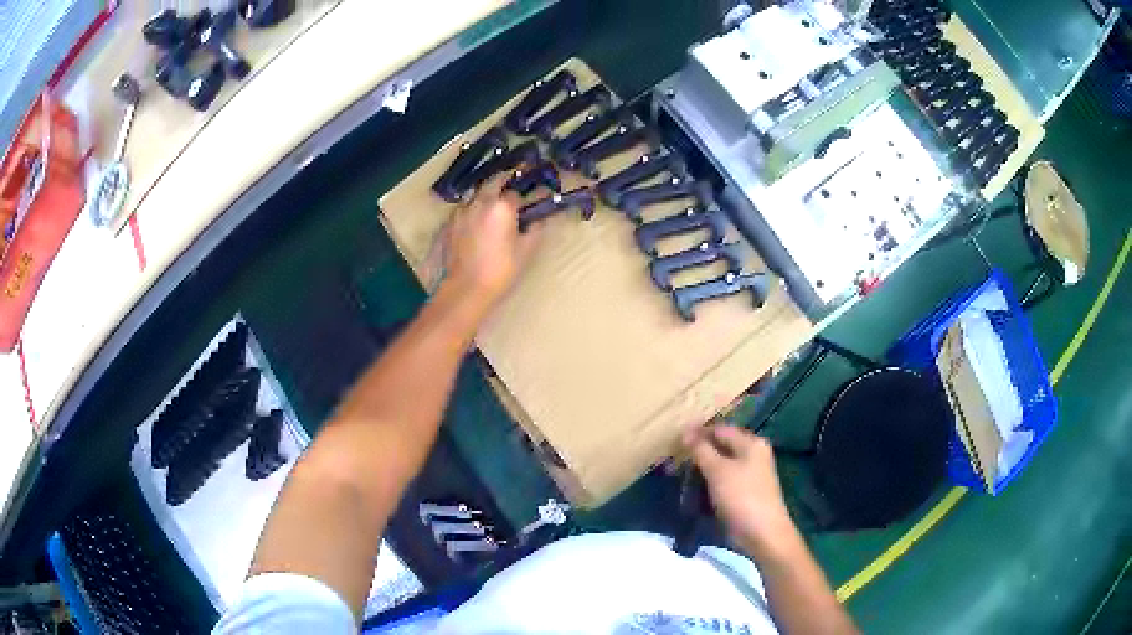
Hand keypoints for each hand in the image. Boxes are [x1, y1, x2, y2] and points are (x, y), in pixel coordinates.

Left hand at [441, 175, 540, 314]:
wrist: (466, 289)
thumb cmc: (501, 271)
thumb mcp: (526, 251)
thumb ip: (535, 229)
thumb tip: (540, 218)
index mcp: (502, 206)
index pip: (518, 191)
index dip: (529, 193)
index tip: (536, 196)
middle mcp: (480, 202)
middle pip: (494, 181)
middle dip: (506, 180)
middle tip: (515, 187)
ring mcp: (461, 212)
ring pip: (477, 194)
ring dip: (488, 194)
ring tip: (496, 204)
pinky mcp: (450, 224)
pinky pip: (465, 209)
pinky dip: (474, 210)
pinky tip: (479, 222)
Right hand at [684, 425, 801, 559]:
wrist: (762, 534)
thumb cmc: (741, 497)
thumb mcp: (717, 470)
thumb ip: (701, 449)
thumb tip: (685, 430)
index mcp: (751, 443)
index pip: (720, 429)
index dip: (697, 432)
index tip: (673, 439)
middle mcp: (752, 455)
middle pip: (720, 446)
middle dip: (697, 452)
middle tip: (672, 458)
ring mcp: (749, 475)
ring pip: (720, 465)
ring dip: (700, 469)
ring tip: (676, 474)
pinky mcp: (744, 493)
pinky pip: (722, 481)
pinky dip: (707, 483)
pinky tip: (692, 489)